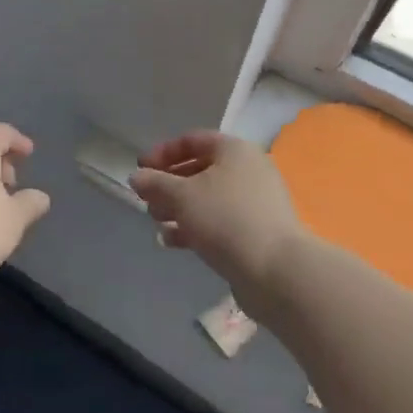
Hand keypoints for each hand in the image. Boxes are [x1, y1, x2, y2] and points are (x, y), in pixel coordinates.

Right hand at [127, 131, 308, 301]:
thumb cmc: (226, 219)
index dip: (163, 152)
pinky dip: (195, 227)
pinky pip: (219, 221)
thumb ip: (155, 183)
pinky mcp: (256, 232)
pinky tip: (172, 241)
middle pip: (200, 170)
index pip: (192, 140)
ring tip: (156, 222)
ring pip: (208, 198)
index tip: (140, 169)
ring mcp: (255, 203)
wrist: (276, 271)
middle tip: (147, 199)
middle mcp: (248, 170)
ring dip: (178, 208)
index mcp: (234, 151)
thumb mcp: (181, 196)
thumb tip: (136, 177)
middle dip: (169, 184)